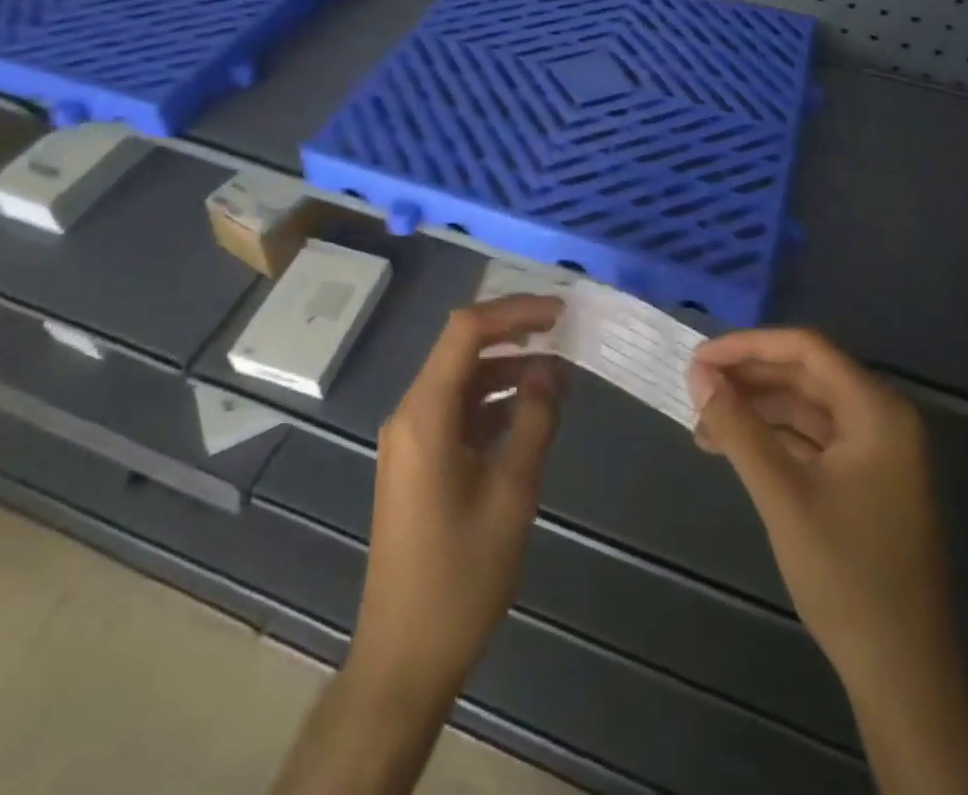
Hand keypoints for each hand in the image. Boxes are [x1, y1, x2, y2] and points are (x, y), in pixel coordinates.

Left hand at [349, 296, 565, 703]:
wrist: (404, 655)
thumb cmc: (459, 577)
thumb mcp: (510, 494)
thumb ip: (533, 421)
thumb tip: (551, 370)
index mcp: (424, 413)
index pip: (466, 331)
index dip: (514, 312)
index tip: (560, 314)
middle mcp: (410, 413)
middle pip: (461, 349)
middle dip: (513, 334)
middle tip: (564, 333)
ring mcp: (411, 438)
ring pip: (461, 380)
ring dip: (507, 371)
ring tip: (558, 376)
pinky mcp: (418, 461)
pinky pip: (457, 411)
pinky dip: (493, 403)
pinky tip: (530, 412)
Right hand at [688, 327, 942, 683]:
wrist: (901, 676)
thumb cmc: (846, 576)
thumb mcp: (782, 495)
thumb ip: (738, 428)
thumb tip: (698, 375)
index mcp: (877, 410)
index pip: (806, 349)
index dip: (748, 346)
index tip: (699, 359)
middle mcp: (882, 418)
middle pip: (805, 374)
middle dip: (748, 378)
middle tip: (695, 388)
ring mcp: (876, 451)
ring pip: (805, 406)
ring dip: (755, 410)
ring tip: (703, 424)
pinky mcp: (865, 480)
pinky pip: (812, 439)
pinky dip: (772, 438)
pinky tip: (733, 449)